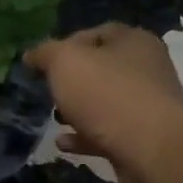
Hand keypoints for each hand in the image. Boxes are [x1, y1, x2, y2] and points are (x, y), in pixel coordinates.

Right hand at [26, 24, 182, 182]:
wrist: (150, 149)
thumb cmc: (106, 94)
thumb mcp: (65, 61)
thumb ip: (45, 53)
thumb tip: (32, 55)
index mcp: (133, 41)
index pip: (96, 33)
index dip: (66, 45)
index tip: (43, 64)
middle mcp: (146, 69)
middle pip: (100, 70)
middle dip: (71, 82)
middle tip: (48, 92)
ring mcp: (146, 106)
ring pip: (103, 103)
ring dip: (77, 110)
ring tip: (53, 118)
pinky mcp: (143, 138)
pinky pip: (107, 132)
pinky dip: (84, 136)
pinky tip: (62, 143)